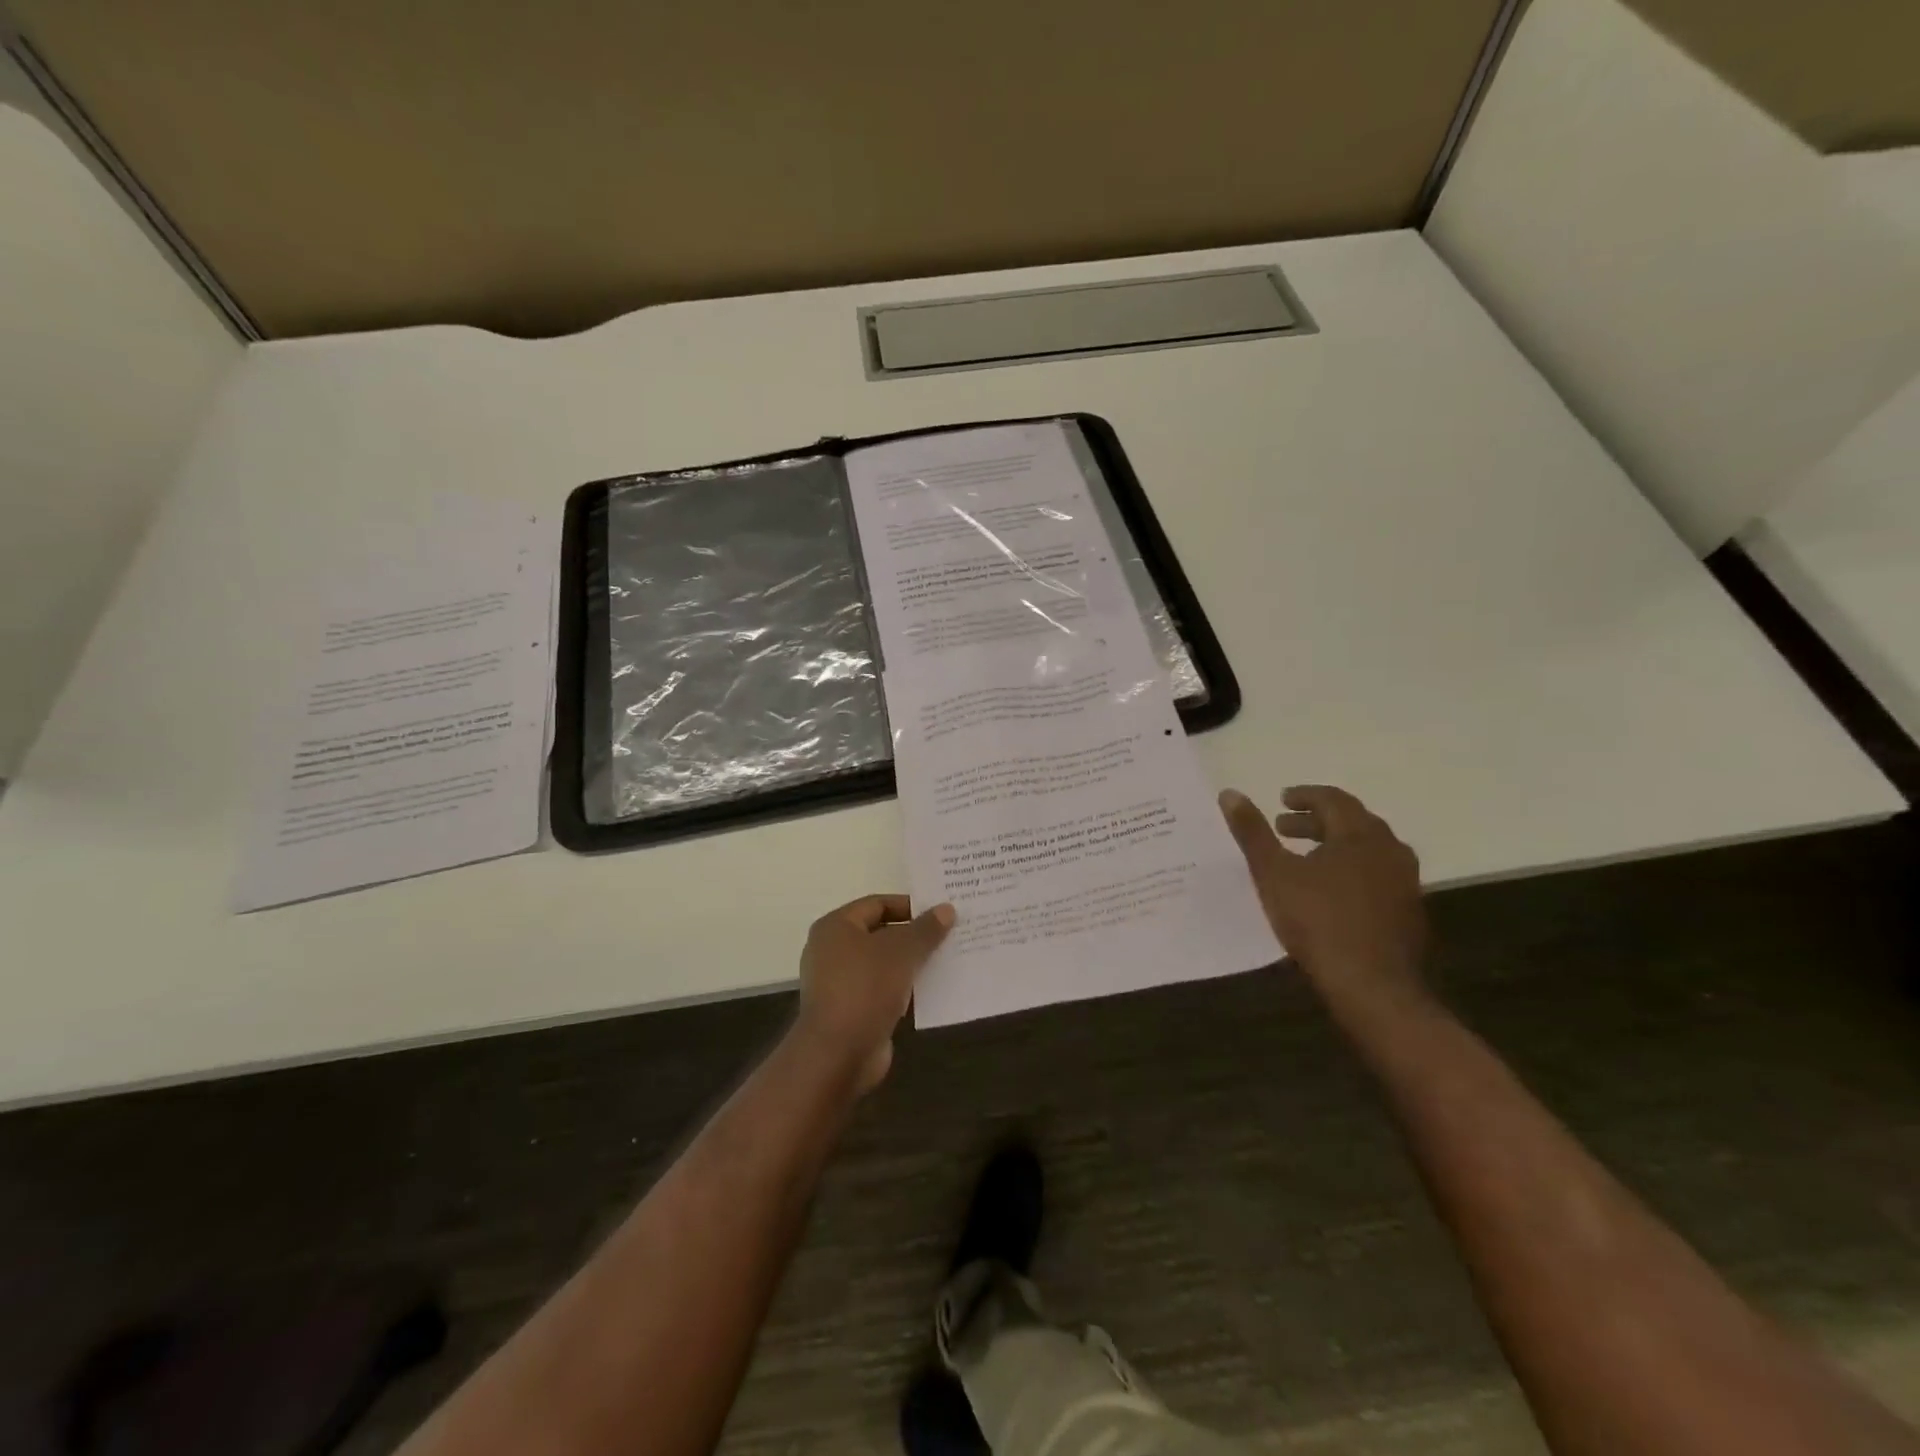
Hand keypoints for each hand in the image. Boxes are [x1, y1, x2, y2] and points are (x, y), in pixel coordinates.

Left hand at [794, 895, 954, 1092]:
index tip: (940, 912)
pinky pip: (882, 989)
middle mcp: (832, 950)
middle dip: (914, 935)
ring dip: (912, 962)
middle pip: (880, 933)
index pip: (877, 903)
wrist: (837, 1055)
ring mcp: (840, 983)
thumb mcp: (902, 952)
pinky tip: (932, 990)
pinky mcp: (851, 1010)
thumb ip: (925, 929)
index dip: (909, 905)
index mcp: (836, 927)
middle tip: (949, 934)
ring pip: (883, 963)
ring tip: (947, 959)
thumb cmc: (865, 989)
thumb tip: (946, 909)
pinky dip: (904, 988)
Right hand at [1220, 786, 1427, 1019]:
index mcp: (1360, 834)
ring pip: (1367, 850)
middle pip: (1352, 822)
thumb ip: (1252, 832)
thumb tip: (1229, 793)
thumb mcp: (1273, 874)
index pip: (1333, 799)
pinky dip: (1351, 869)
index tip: (1281, 800)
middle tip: (1284, 828)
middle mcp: (1390, 850)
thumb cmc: (1318, 921)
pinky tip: (1330, 892)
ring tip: (1305, 858)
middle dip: (1316, 821)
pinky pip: (1377, 875)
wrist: (1374, 986)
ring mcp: (1405, 881)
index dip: (1304, 796)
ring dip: (1334, 846)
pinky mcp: (1408, 911)